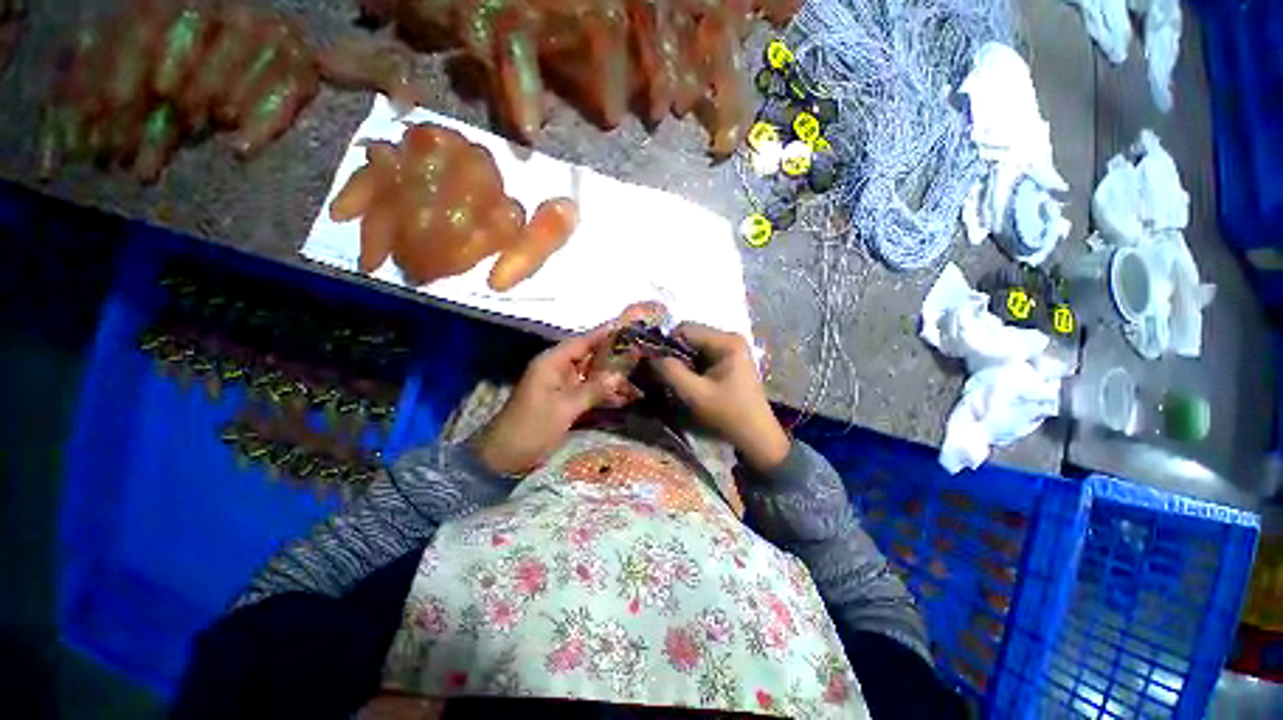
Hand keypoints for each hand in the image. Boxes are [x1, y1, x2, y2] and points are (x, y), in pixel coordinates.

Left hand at [474, 324, 632, 474]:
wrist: (506, 458)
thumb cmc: (532, 427)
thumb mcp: (564, 408)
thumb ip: (593, 390)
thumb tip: (620, 375)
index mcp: (552, 362)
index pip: (583, 341)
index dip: (606, 334)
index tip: (630, 328)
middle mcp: (559, 369)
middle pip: (591, 357)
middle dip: (615, 358)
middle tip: (642, 355)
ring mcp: (563, 386)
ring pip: (593, 375)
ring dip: (613, 379)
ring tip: (639, 379)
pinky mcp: (566, 401)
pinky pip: (590, 392)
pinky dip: (605, 394)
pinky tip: (625, 398)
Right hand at [652, 322, 790, 470]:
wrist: (756, 436)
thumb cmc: (727, 414)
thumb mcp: (694, 394)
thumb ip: (670, 372)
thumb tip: (648, 357)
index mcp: (726, 341)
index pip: (684, 329)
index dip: (666, 344)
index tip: (657, 365)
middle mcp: (729, 338)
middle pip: (689, 336)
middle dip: (674, 354)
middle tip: (665, 375)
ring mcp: (730, 348)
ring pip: (693, 346)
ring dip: (681, 362)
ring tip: (677, 381)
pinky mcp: (728, 359)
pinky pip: (701, 355)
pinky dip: (690, 367)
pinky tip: (689, 382)